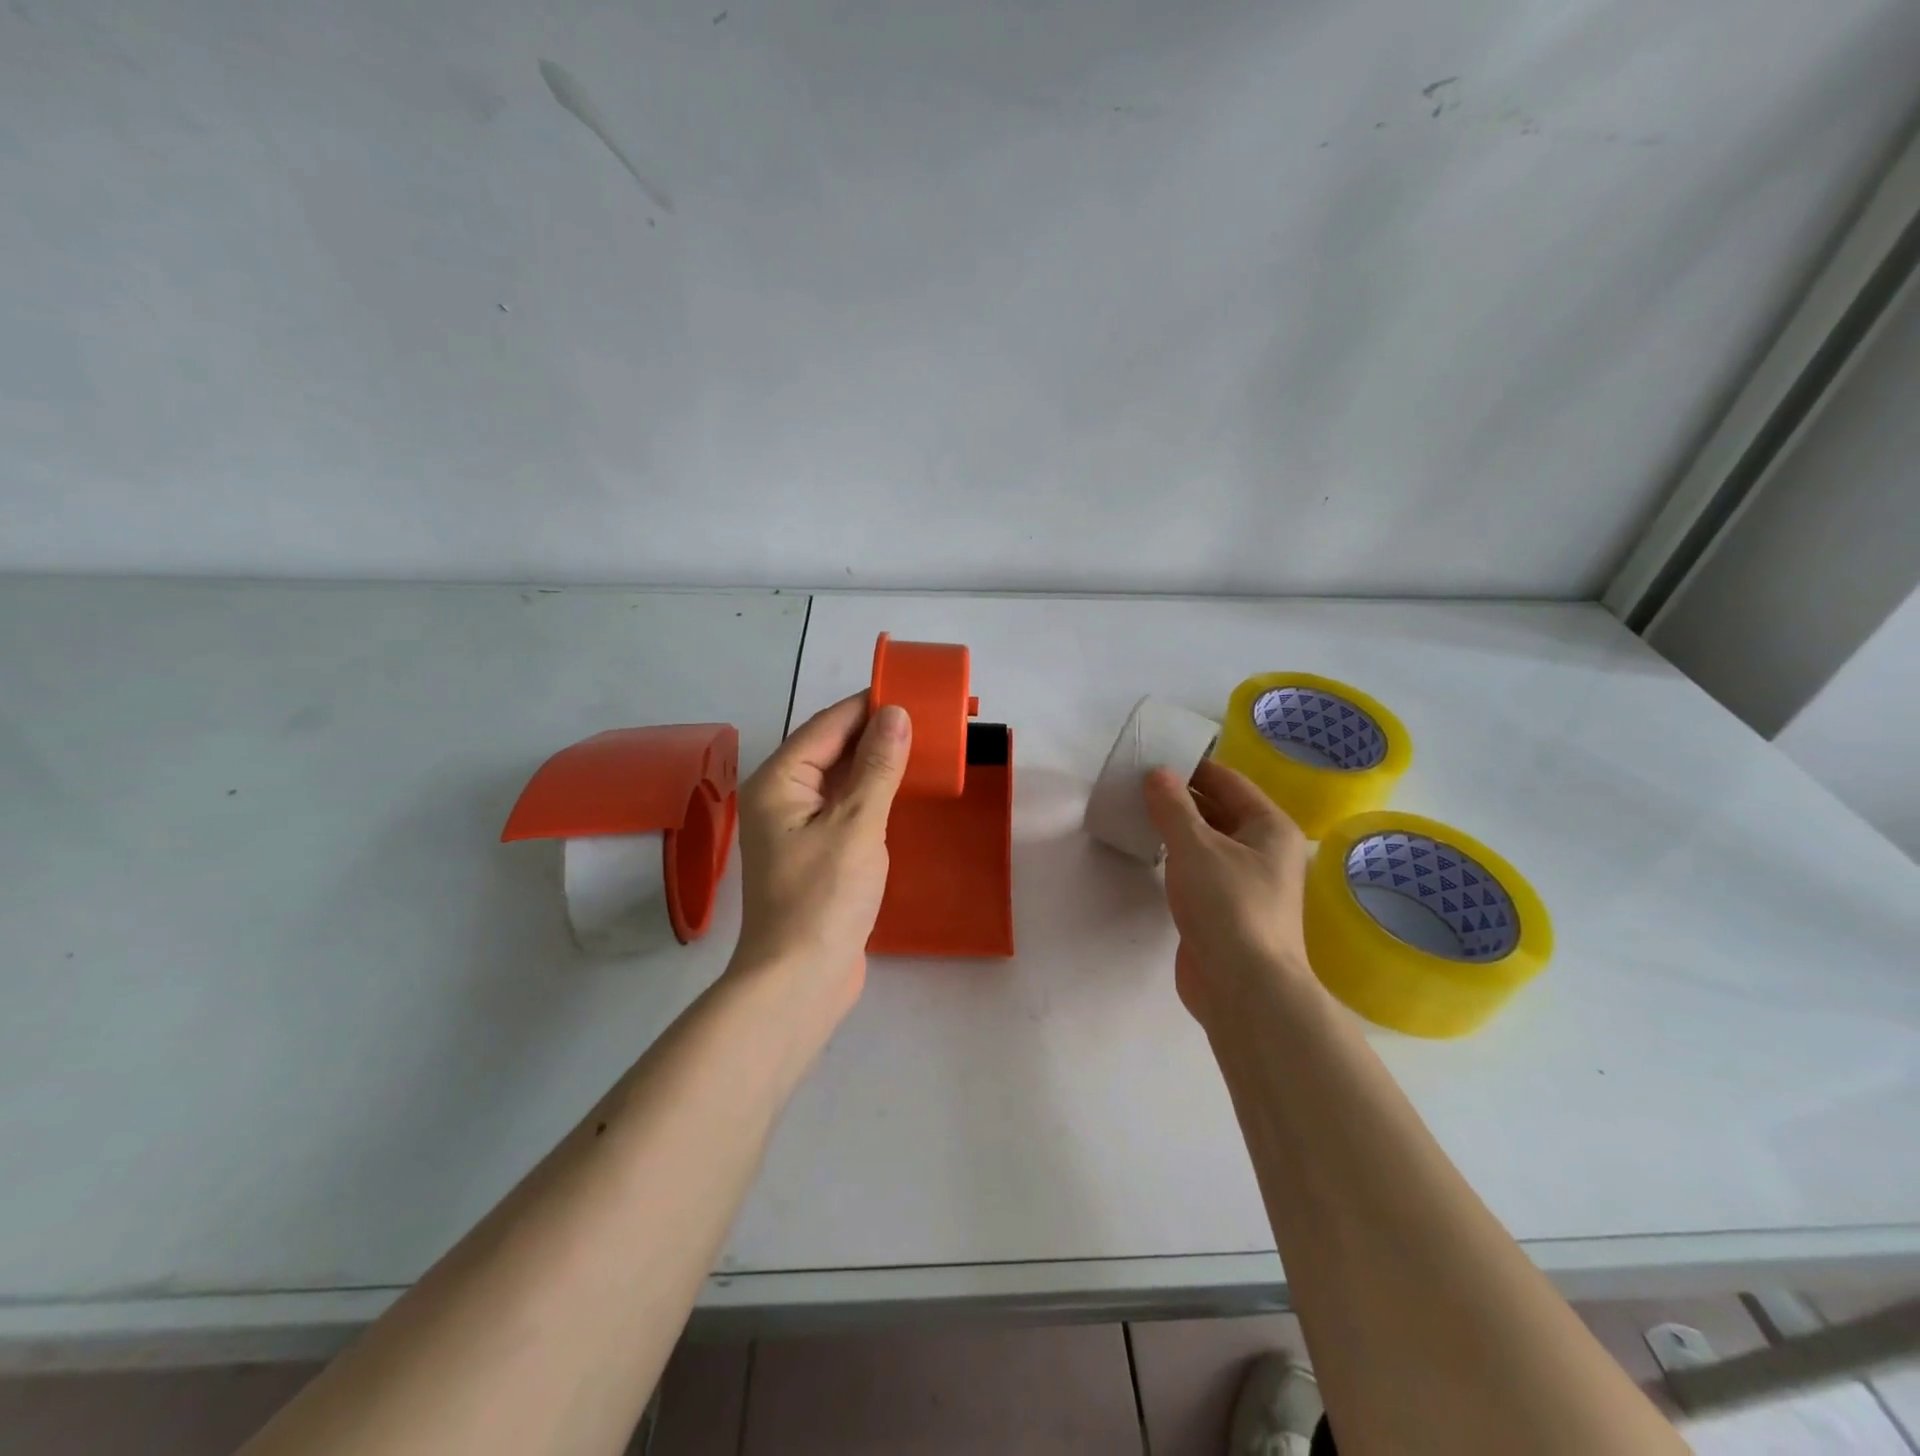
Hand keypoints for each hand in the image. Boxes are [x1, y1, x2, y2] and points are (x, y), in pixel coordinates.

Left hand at [731, 693, 910, 1036]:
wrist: (800, 981)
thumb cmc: (823, 897)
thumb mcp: (857, 825)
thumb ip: (878, 766)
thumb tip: (896, 713)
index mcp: (779, 781)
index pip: (828, 725)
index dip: (869, 704)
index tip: (912, 690)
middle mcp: (782, 797)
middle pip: (831, 749)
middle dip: (876, 732)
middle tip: (927, 719)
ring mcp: (797, 827)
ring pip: (841, 779)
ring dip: (877, 763)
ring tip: (923, 746)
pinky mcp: (816, 852)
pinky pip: (846, 808)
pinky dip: (873, 794)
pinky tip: (903, 790)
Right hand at [1144, 758, 1314, 1025]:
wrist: (1243, 987)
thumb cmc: (1228, 905)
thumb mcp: (1195, 846)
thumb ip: (1173, 806)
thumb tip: (1157, 773)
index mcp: (1269, 827)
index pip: (1228, 781)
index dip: (1193, 767)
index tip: (1154, 757)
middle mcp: (1264, 850)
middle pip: (1219, 809)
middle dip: (1181, 796)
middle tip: (1137, 783)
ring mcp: (1246, 881)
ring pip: (1208, 841)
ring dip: (1177, 826)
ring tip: (1136, 810)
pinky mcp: (1225, 908)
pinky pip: (1199, 869)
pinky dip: (1176, 856)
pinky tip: (1149, 851)